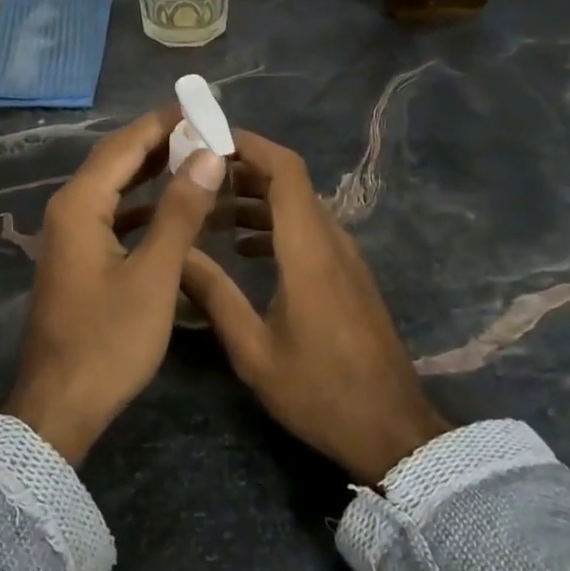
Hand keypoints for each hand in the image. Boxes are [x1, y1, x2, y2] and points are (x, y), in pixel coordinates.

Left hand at [3, 104, 227, 466]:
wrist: (60, 406)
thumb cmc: (108, 341)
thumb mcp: (153, 276)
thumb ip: (180, 212)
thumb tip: (207, 156)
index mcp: (80, 204)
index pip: (125, 144)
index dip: (164, 121)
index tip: (203, 104)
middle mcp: (68, 209)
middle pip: (116, 159)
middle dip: (160, 141)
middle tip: (207, 128)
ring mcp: (70, 234)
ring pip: (115, 187)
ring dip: (153, 171)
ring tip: (198, 158)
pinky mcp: (78, 257)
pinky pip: (113, 214)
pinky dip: (144, 204)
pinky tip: (173, 207)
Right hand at [181, 129, 449, 484]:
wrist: (392, 431)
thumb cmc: (319, 391)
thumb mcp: (253, 351)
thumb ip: (214, 295)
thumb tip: (177, 253)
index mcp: (308, 250)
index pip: (286, 171)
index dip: (250, 145)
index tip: (209, 139)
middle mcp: (331, 241)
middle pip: (291, 182)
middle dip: (243, 169)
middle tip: (196, 176)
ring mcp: (345, 258)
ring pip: (299, 206)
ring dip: (257, 198)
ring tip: (211, 212)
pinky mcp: (349, 276)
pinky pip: (310, 230)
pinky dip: (276, 224)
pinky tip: (245, 248)